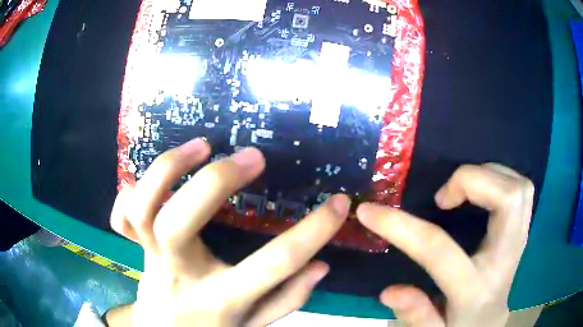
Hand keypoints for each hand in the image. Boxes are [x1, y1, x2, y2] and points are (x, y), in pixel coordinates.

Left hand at [108, 138, 350, 326]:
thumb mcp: (254, 325)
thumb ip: (286, 300)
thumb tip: (321, 266)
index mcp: (219, 300)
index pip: (272, 265)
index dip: (312, 232)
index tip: (337, 203)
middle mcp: (178, 275)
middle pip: (178, 223)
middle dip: (216, 181)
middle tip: (253, 156)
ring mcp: (149, 258)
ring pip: (142, 209)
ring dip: (169, 169)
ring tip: (203, 145)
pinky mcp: (133, 248)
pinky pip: (120, 216)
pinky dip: (130, 191)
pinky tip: (157, 180)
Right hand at [357, 164, 533, 326]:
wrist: (489, 322)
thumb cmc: (459, 326)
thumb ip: (415, 315)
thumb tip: (389, 291)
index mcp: (475, 288)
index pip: (439, 250)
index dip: (400, 226)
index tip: (369, 211)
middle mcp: (505, 258)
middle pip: (508, 199)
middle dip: (471, 181)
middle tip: (443, 198)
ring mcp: (520, 240)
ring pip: (519, 188)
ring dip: (489, 175)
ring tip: (463, 189)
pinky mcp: (523, 229)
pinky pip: (521, 189)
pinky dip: (500, 178)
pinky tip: (482, 191)